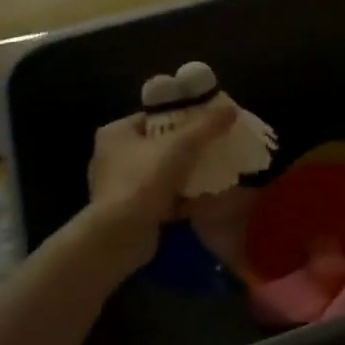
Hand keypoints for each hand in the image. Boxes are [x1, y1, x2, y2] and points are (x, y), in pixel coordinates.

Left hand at [87, 102, 236, 233]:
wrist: (120, 235)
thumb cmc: (144, 180)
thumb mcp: (180, 145)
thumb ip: (206, 126)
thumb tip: (231, 109)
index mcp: (116, 133)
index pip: (154, 117)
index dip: (183, 117)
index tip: (208, 123)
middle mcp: (113, 157)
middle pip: (160, 146)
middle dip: (189, 149)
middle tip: (215, 148)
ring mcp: (119, 187)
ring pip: (162, 174)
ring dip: (187, 176)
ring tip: (215, 173)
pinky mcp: (129, 212)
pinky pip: (161, 198)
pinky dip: (181, 199)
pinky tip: (204, 200)